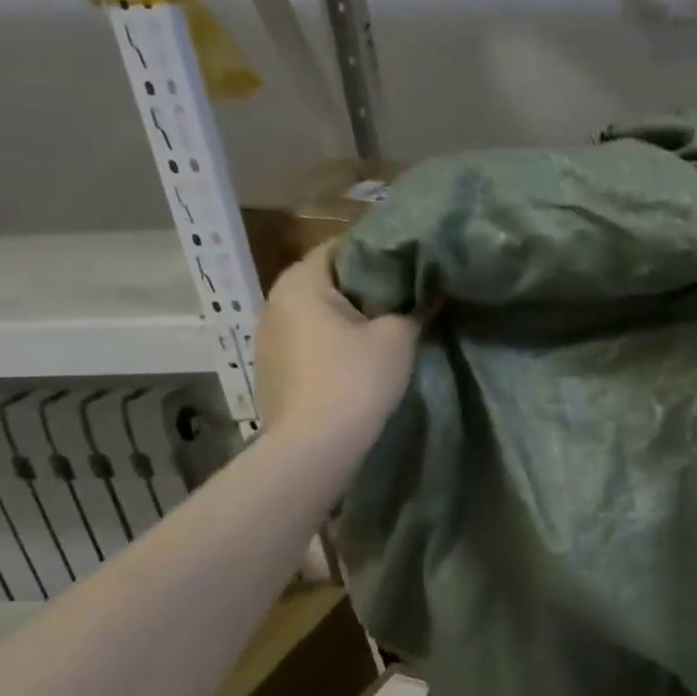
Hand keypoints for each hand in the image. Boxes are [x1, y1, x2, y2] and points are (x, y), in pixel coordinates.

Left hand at [255, 245, 419, 436]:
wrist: (315, 448)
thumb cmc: (355, 379)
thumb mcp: (397, 339)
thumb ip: (413, 310)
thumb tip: (428, 296)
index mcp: (299, 283)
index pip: (339, 248)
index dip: (376, 252)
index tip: (408, 263)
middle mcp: (274, 304)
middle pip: (326, 283)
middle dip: (363, 288)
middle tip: (404, 297)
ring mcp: (268, 342)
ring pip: (316, 317)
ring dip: (347, 321)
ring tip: (384, 331)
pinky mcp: (273, 374)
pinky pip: (309, 346)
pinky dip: (333, 347)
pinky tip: (358, 363)